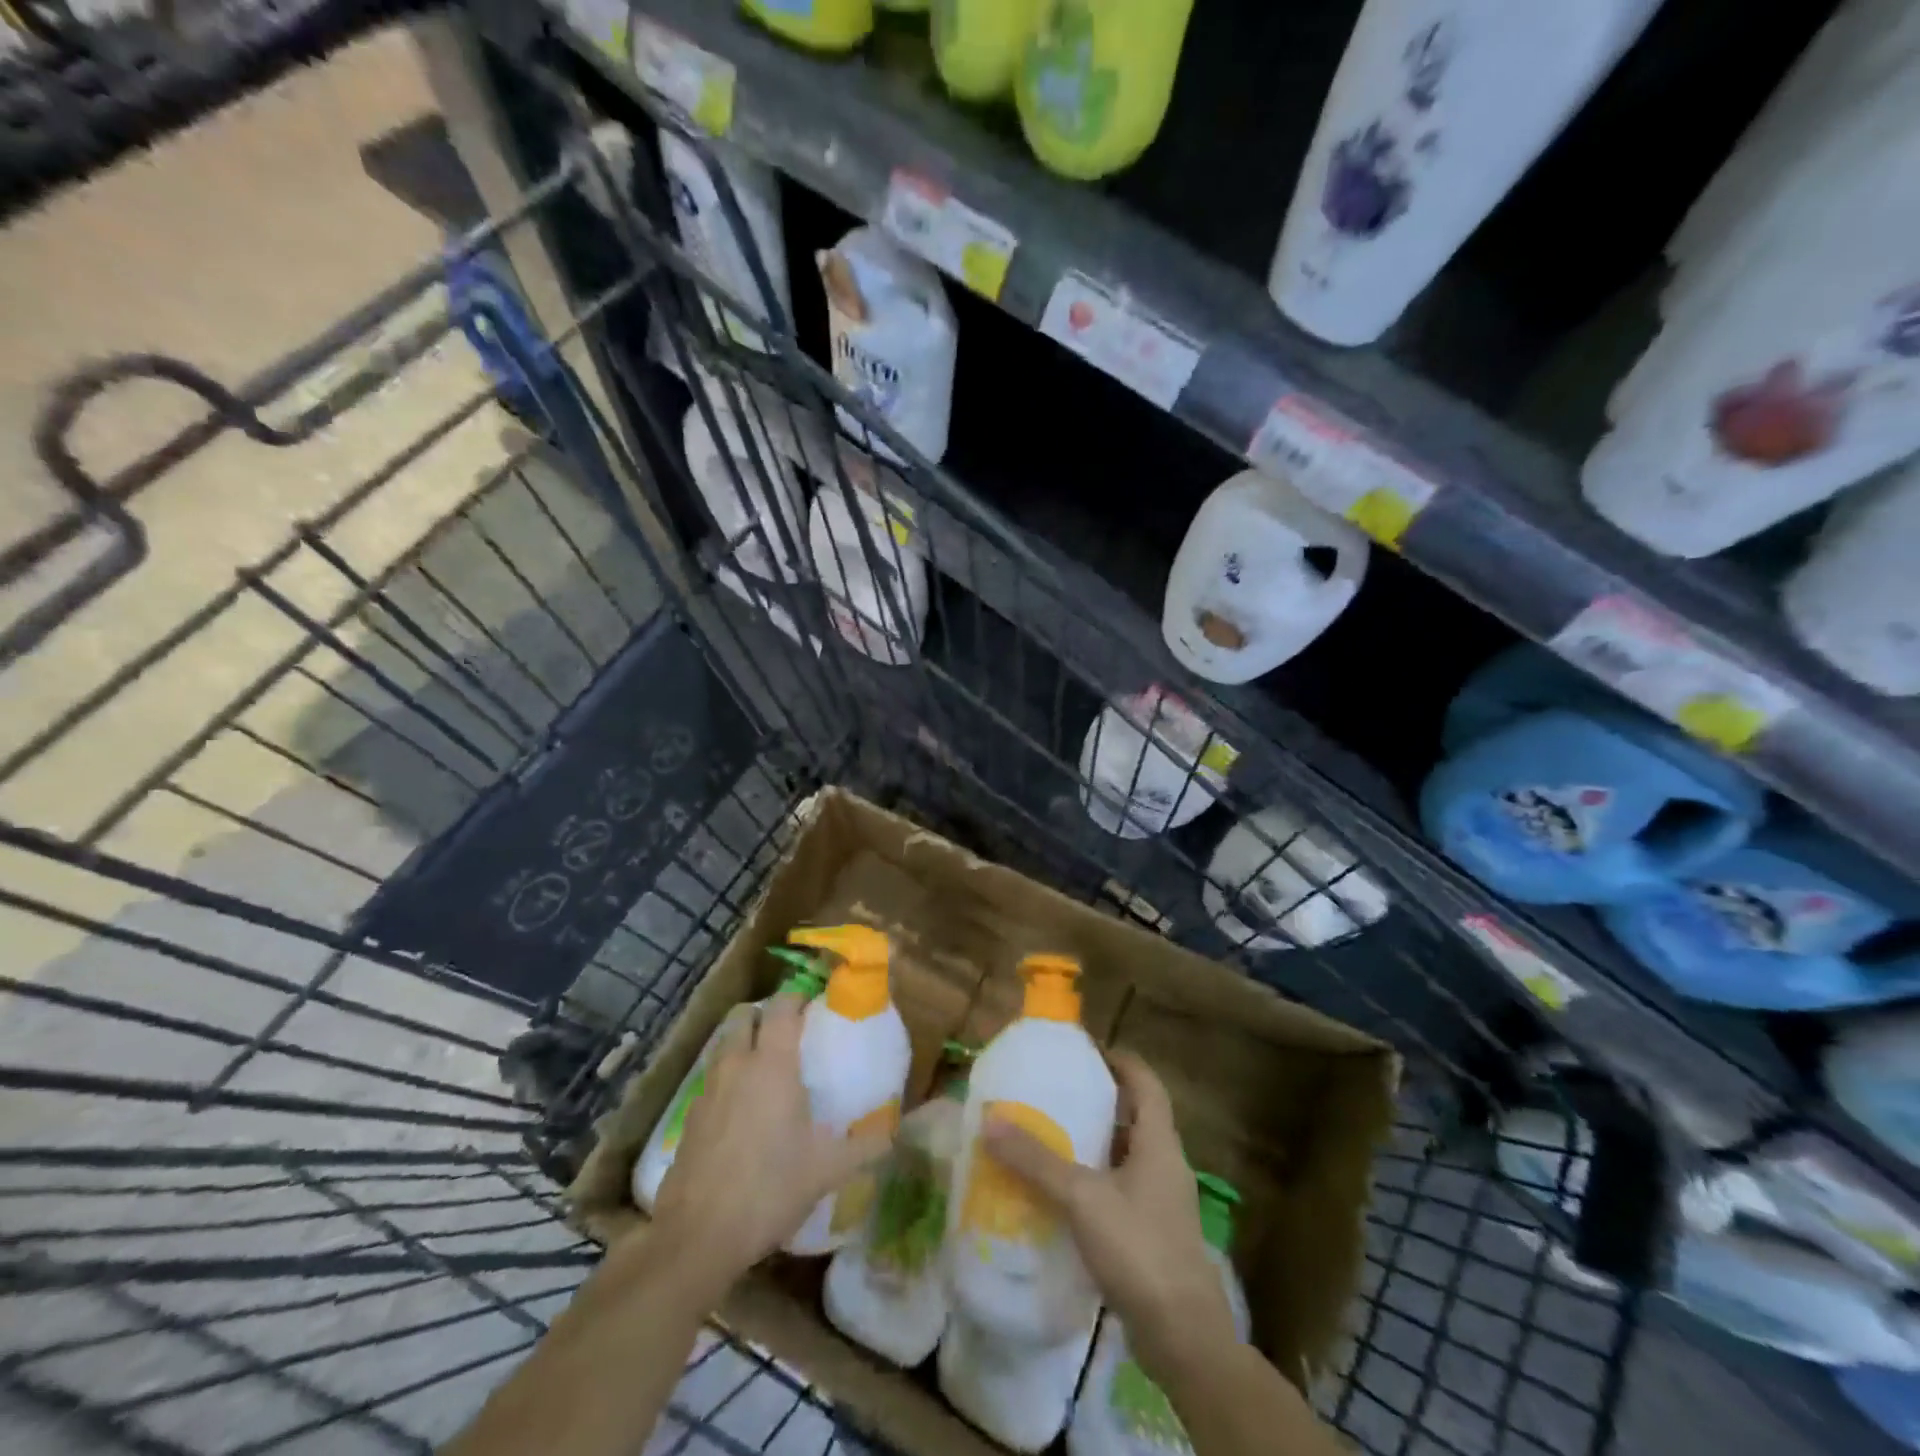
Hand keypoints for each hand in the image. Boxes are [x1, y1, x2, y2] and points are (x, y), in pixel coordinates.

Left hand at [651, 991, 893, 1288]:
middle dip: (766, 1015)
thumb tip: (895, 1134)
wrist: (698, 1235)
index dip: (798, 998)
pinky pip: (712, 1079)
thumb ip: (866, 1146)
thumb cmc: (770, 1188)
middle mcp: (737, 1065)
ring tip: (767, 1069)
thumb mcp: (827, 1170)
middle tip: (790, 1034)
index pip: (782, 1006)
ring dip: (744, 1043)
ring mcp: (708, 1089)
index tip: (815, 1008)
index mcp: (773, 1064)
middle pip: (745, 1016)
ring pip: (724, 1045)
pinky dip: (728, 1078)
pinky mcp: (690, 1117)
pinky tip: (742, 1110)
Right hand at [982, 1051, 1236, 1380]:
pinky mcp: (1154, 1234)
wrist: (1184, 1338)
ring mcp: (1163, 1201)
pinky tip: (1064, 1194)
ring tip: (1052, 1136)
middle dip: (1099, 1101)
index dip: (1119, 1060)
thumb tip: (990, 1121)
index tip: (1083, 1052)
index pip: (1145, 1081)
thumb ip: (1036, 1160)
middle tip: (1056, 1093)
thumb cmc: (1139, 1249)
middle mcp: (1166, 1163)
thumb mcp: (1082, 1198)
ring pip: (1128, 1154)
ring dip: (1096, 1142)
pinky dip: (1096, 1180)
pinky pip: (1122, 1189)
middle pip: (1136, 1115)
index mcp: (1159, 1141)